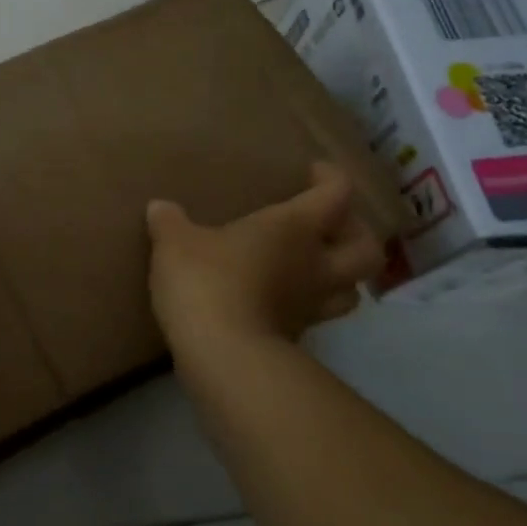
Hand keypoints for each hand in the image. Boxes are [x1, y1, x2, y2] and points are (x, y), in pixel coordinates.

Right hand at [145, 164, 384, 353]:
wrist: (221, 353)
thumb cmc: (206, 280)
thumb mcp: (175, 243)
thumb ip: (170, 222)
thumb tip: (159, 207)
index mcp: (294, 227)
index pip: (336, 194)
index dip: (331, 178)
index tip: (312, 172)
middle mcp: (315, 264)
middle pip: (367, 248)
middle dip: (356, 232)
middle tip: (328, 225)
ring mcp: (311, 305)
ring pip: (352, 289)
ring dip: (342, 274)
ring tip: (312, 265)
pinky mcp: (296, 337)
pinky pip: (317, 314)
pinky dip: (307, 303)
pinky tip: (280, 297)